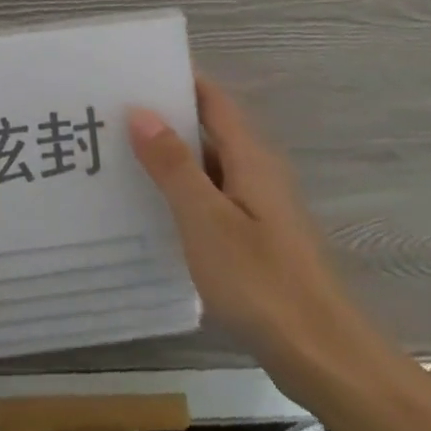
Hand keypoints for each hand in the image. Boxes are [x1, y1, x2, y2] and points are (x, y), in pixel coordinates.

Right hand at [130, 75, 377, 408]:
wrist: (323, 358)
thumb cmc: (261, 282)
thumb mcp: (206, 220)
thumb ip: (173, 165)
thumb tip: (141, 110)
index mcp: (249, 158)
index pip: (211, 100)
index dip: (176, 80)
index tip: (130, 73)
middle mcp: (256, 173)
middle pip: (207, 130)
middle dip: (163, 118)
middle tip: (107, 113)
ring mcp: (257, 208)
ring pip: (206, 167)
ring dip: (168, 157)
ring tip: (115, 153)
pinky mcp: (254, 240)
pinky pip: (210, 199)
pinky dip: (179, 193)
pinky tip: (148, 207)